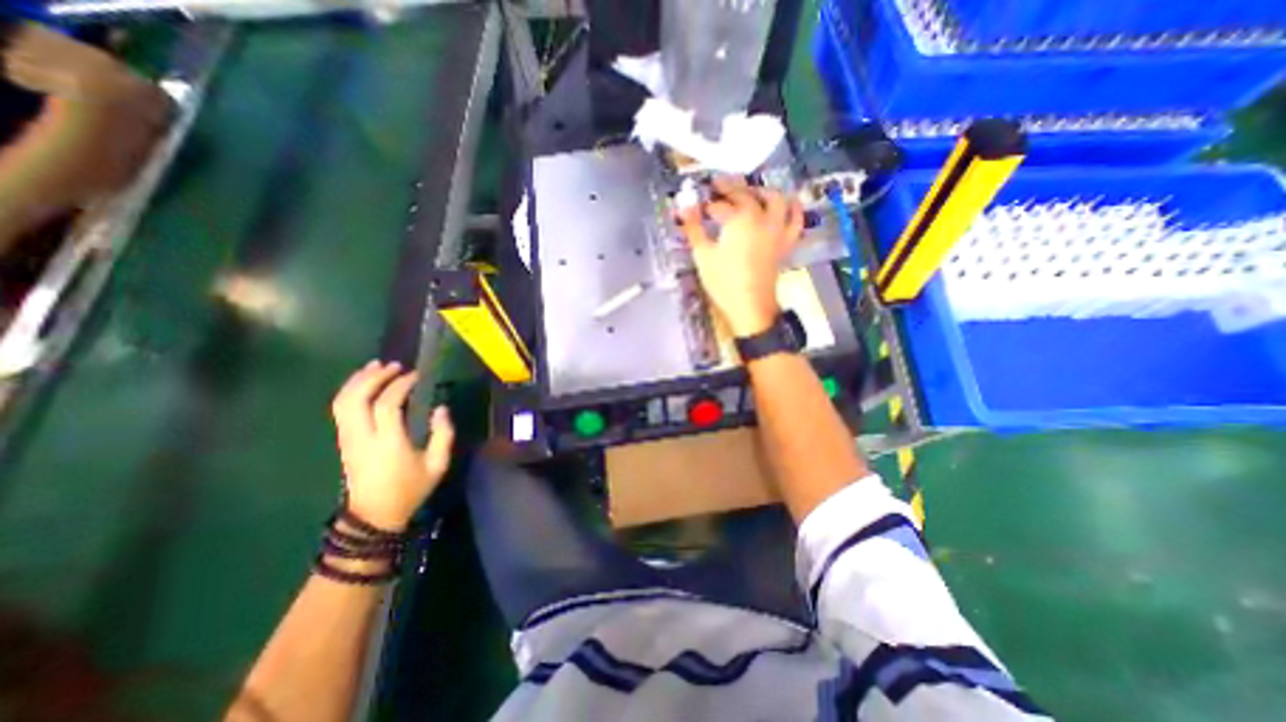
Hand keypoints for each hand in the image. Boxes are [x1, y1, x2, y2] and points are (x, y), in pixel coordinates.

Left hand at [329, 360, 456, 528]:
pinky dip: (351, 391)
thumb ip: (443, 435)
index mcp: (388, 443)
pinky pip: (340, 409)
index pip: (387, 405)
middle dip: (373, 377)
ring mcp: (348, 439)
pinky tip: (364, 383)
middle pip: (356, 398)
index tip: (416, 376)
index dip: (401, 385)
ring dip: (358, 380)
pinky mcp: (344, 441)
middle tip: (394, 365)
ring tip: (376, 366)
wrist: (374, 516)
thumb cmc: (410, 489)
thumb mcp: (437, 465)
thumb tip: (441, 408)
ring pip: (342, 402)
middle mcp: (362, 437)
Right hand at [676, 174, 801, 334]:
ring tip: (751, 191)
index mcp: (741, 219)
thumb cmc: (723, 281)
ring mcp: (777, 230)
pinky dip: (793, 209)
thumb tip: (683, 205)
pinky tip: (788, 205)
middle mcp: (763, 218)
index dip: (708, 204)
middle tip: (719, 188)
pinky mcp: (785, 243)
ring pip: (777, 200)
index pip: (722, 204)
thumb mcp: (703, 254)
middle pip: (748, 195)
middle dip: (732, 189)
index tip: (698, 206)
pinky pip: (795, 220)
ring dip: (762, 191)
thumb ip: (694, 227)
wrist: (749, 306)